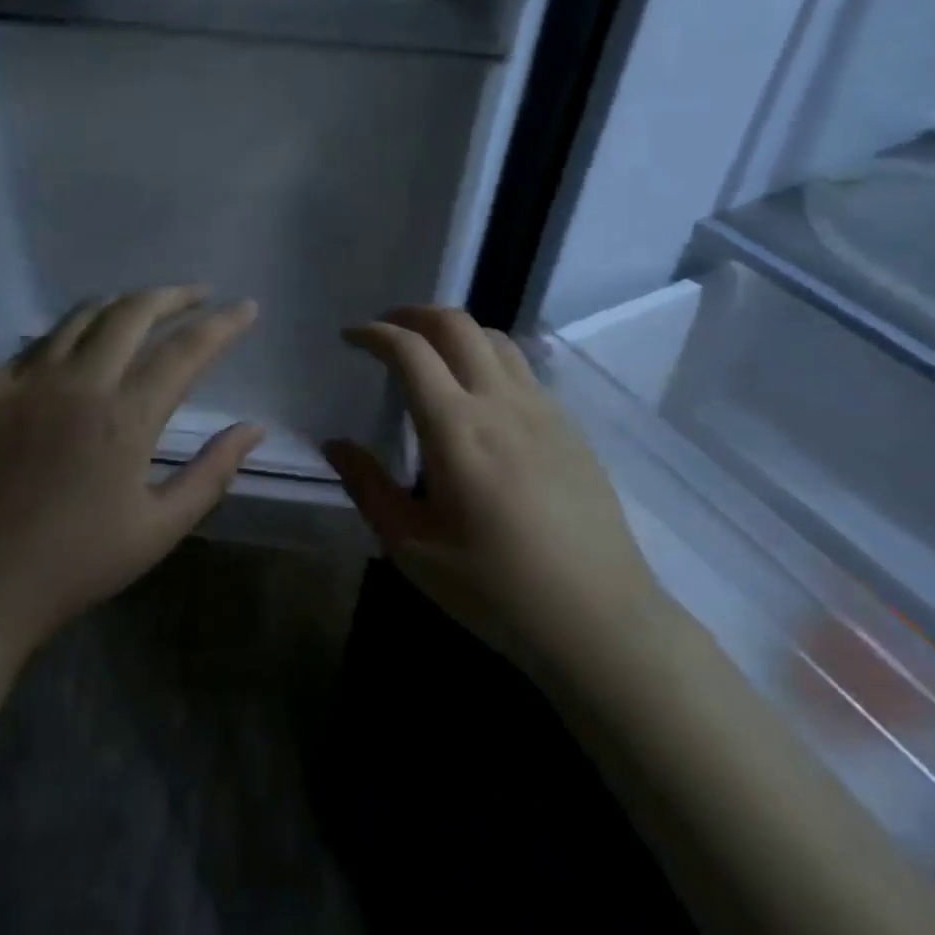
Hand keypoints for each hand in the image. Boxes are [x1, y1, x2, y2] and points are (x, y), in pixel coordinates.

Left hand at [0, 287, 261, 659]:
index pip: (185, 350)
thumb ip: (212, 473)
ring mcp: (30, 383)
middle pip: (132, 312)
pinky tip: (82, 341)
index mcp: (125, 417)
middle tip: (200, 294)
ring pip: (82, 316)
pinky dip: (72, 329)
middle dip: (173, 296)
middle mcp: (79, 383)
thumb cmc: (77, 563)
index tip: (247, 308)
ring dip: (122, 303)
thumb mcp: (159, 529)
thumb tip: (253, 429)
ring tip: (147, 307)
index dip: (222, 325)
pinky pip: (40, 341)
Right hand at [323, 307, 664, 676]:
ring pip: (495, 338)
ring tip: (431, 354)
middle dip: (413, 314)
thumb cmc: (495, 589)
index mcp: (456, 428)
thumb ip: (368, 487)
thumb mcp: (412, 548)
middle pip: (456, 324)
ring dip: (455, 331)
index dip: (375, 333)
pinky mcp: (569, 426)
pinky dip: (488, 358)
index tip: (351, 338)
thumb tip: (335, 445)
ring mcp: (543, 409)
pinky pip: (522, 369)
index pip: (410, 351)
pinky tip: (479, 395)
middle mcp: (501, 402)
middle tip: (387, 330)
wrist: (598, 620)